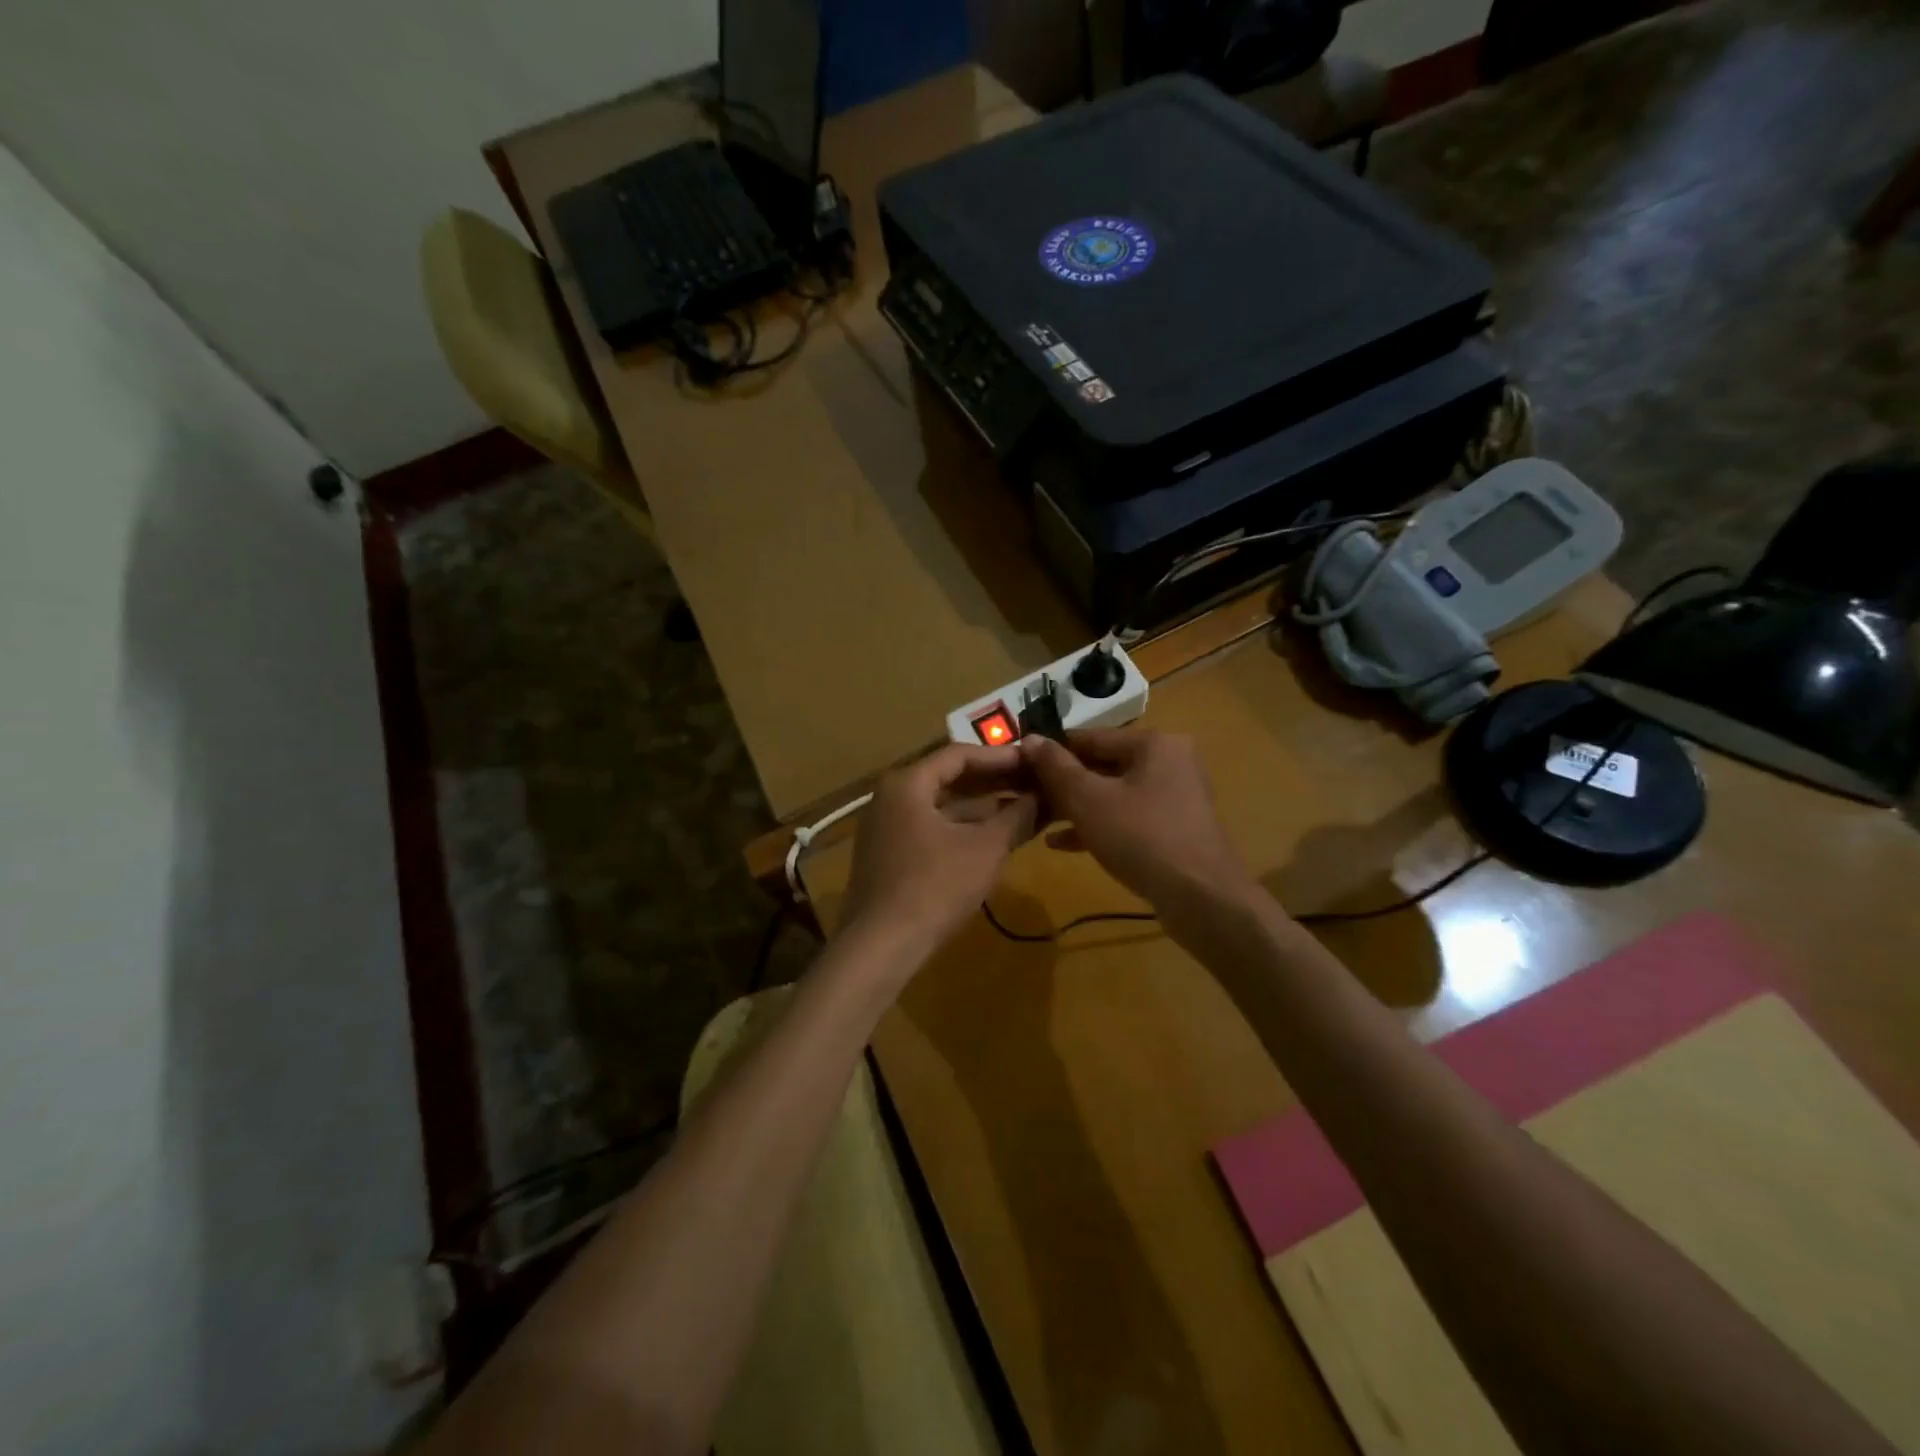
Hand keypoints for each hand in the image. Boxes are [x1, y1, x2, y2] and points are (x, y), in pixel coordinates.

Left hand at [841, 743, 1038, 958]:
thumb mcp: (985, 849)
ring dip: (982, 807)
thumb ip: (1016, 817)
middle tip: (1034, 782)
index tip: (1034, 761)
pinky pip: (932, 828)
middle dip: (994, 782)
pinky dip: (963, 828)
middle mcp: (891, 797)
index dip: (1001, 757)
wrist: (881, 945)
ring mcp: (887, 827)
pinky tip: (994, 837)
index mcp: (908, 783)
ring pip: (942, 806)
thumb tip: (1042, 797)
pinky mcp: (889, 855)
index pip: (960, 755)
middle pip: (949, 778)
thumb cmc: (935, 886)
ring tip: (1023, 808)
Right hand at [1019, 729, 1258, 911]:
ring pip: (1113, 793)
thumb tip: (1030, 739)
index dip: (1051, 750)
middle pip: (1102, 765)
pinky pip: (1127, 817)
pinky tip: (1061, 843)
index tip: (1018, 765)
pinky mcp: (1173, 828)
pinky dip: (1097, 825)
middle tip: (1025, 796)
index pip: (1090, 737)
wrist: (1202, 899)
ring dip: (1075, 806)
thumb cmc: (1141, 837)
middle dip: (1062, 783)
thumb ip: (1056, 768)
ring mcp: (1174, 796)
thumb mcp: (1089, 800)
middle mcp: (1168, 761)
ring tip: (1037, 819)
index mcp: (1153, 743)